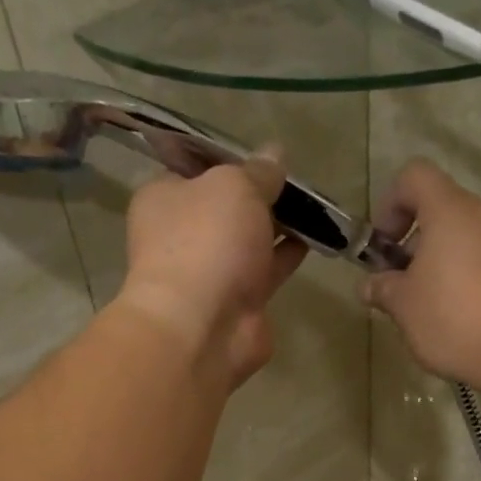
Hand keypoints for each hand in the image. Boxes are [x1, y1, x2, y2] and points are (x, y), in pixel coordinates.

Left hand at [115, 151, 308, 388]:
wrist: (203, 327)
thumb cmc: (207, 242)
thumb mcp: (235, 186)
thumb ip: (258, 171)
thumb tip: (274, 154)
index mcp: (164, 198)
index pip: (195, 169)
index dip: (231, 160)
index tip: (265, 156)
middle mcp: (182, 235)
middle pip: (226, 206)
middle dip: (261, 195)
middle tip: (299, 180)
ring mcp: (210, 271)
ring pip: (249, 239)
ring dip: (278, 225)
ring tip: (316, 207)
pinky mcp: (239, 302)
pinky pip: (266, 270)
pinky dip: (287, 255)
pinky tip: (315, 238)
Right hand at [362, 160, 480, 390]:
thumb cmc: (455, 318)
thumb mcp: (404, 307)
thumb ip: (383, 289)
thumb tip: (370, 286)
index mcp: (451, 211)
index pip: (414, 177)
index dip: (390, 204)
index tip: (384, 246)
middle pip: (443, 209)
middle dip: (416, 242)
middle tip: (404, 285)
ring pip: (469, 236)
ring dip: (445, 261)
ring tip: (435, 307)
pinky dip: (472, 276)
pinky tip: (466, 317)